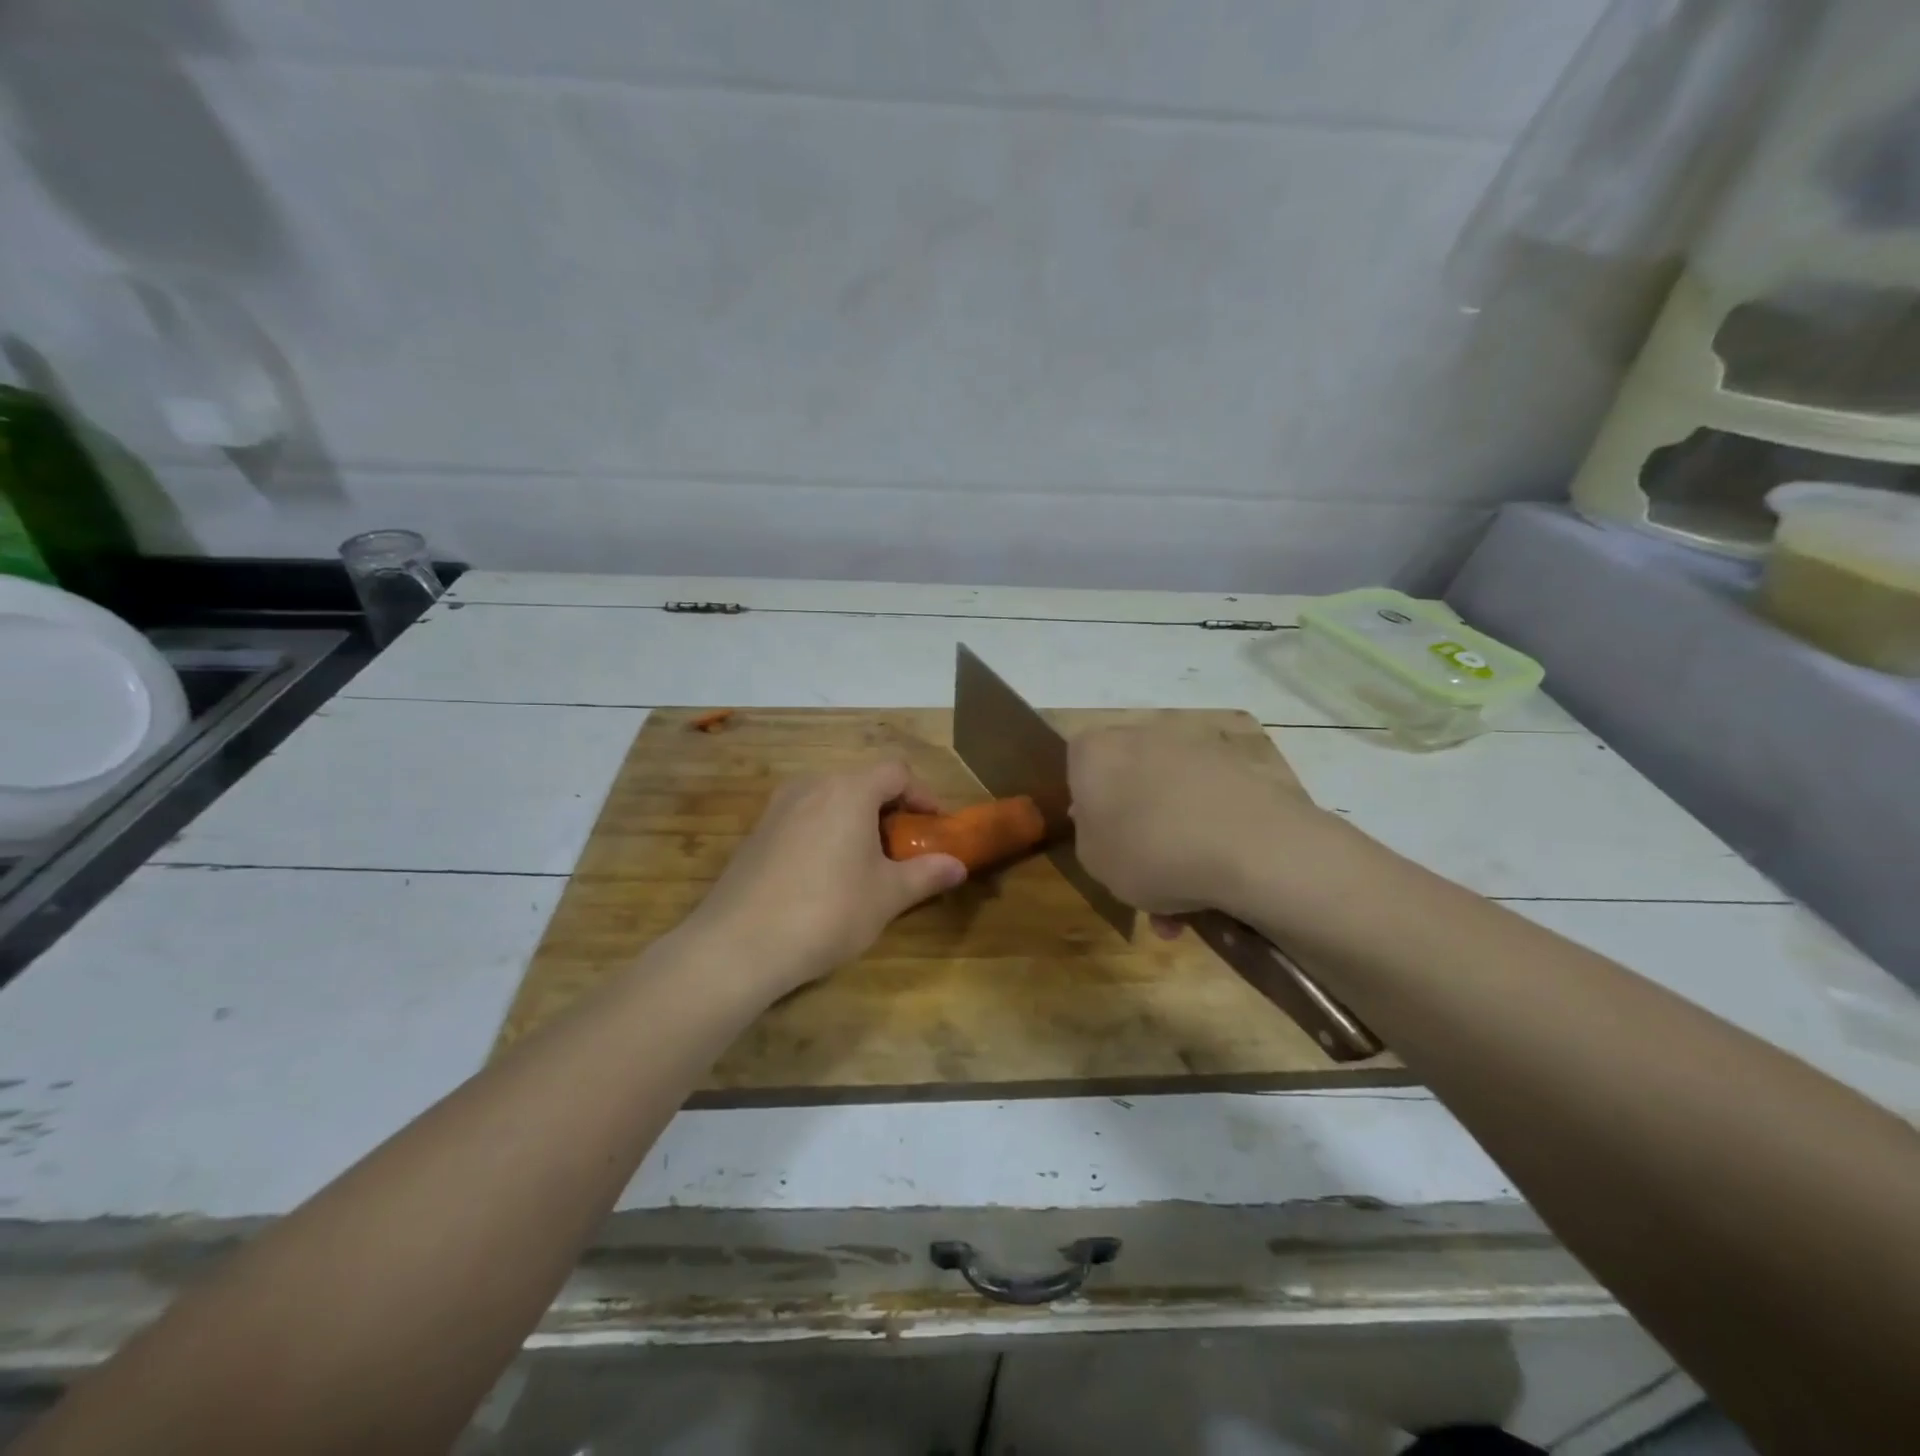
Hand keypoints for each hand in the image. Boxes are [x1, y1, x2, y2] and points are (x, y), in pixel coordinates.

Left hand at [684, 761, 967, 996]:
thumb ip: (927, 874)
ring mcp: (777, 807)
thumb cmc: (828, 911)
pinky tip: (823, 877)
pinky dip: (824, 833)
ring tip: (865, 863)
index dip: (923, 795)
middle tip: (903, 848)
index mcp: (849, 790)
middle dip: (889, 809)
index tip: (934, 827)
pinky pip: (802, 818)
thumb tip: (959, 866)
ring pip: (830, 799)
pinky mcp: (755, 833)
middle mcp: (811, 786)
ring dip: (855, 821)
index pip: (897, 771)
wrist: (737, 945)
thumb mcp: (887, 896)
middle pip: (862, 782)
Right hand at [1068, 724, 1328, 922]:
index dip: (1087, 809)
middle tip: (1140, 880)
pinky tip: (1215, 889)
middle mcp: (1142, 736)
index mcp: (1097, 751)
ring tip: (1184, 907)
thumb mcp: (1094, 861)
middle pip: (1128, 784)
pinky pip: (1207, 807)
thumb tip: (1103, 821)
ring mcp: (1194, 748)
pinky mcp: (1238, 767)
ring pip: (1170, 802)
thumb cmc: (1150, 851)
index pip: (1077, 768)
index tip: (1099, 842)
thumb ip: (1088, 836)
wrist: (1250, 847)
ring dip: (1173, 848)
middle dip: (1134, 833)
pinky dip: (1207, 841)